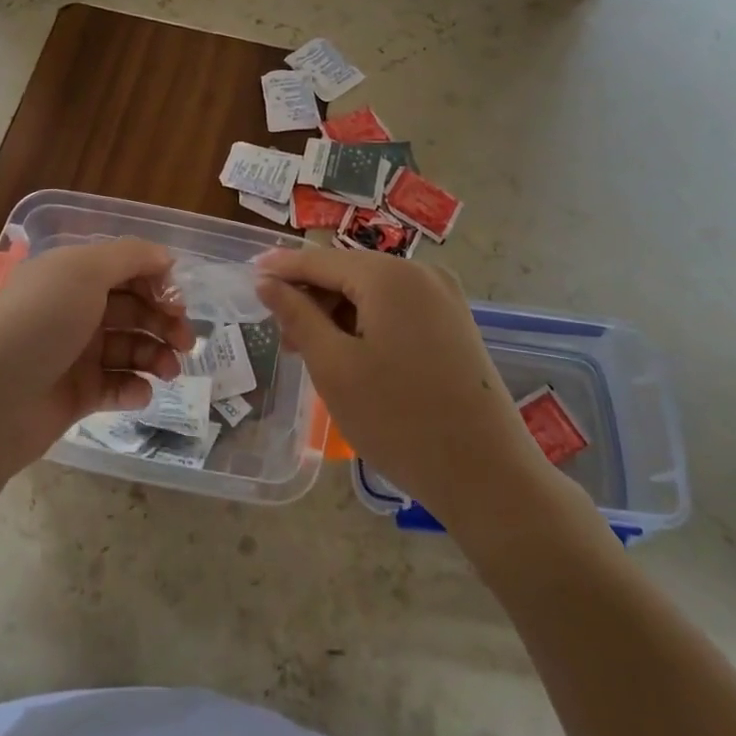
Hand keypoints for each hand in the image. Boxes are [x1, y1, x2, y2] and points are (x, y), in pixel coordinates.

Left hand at [0, 238, 191, 474]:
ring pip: (130, 347)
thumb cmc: (39, 325)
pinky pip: (117, 385)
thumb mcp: (82, 273)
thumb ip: (130, 257)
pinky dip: (134, 388)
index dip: (156, 281)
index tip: (178, 301)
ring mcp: (76, 353)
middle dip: (164, 321)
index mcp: (71, 275)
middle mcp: (74, 309)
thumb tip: (165, 256)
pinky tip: (139, 393)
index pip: (126, 268)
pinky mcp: (77, 394)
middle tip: (186, 341)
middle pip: (133, 309)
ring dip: (156, 355)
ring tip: (169, 371)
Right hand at [255, 247, 573, 529]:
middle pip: (348, 271)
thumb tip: (267, 282)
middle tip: (282, 336)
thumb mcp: (334, 366)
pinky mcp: (454, 323)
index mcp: (390, 276)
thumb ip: (297, 315)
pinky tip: (351, 355)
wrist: (488, 476)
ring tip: (313, 353)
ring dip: (337, 312)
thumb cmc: (398, 419)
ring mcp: (444, 298)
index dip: (281, 268)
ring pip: (372, 291)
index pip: (320, 260)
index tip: (248, 275)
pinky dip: (366, 323)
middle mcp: (421, 274)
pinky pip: (397, 308)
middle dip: (310, 297)